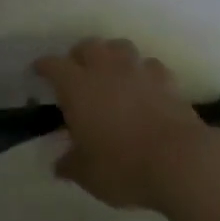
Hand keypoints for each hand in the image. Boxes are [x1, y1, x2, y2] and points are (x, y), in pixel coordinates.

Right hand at [33, 38, 209, 210]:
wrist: (180, 161)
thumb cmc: (123, 166)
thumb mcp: (87, 174)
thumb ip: (70, 165)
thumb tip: (60, 164)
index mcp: (77, 87)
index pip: (53, 65)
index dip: (43, 67)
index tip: (39, 72)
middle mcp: (105, 70)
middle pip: (88, 45)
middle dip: (79, 55)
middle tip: (77, 72)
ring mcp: (138, 71)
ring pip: (120, 47)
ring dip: (112, 55)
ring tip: (111, 73)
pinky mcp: (167, 80)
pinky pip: (150, 65)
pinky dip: (143, 72)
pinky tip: (144, 86)